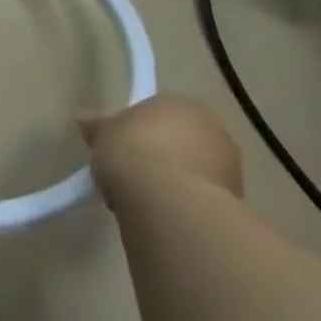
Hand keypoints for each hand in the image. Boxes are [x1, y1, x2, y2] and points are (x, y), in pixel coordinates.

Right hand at [79, 95, 242, 211]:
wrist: (167, 201)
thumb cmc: (132, 151)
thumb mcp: (103, 135)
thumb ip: (98, 127)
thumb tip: (83, 117)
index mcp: (182, 103)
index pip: (160, 114)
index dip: (140, 132)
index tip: (123, 150)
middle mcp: (214, 129)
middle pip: (182, 142)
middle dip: (163, 157)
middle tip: (135, 175)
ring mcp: (230, 167)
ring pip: (196, 171)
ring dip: (177, 182)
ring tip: (147, 202)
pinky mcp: (236, 203)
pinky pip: (203, 198)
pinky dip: (187, 205)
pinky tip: (165, 217)